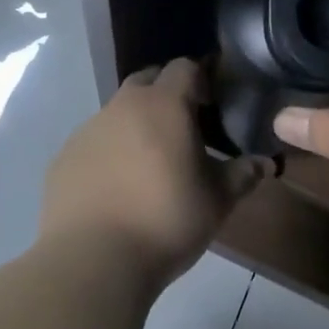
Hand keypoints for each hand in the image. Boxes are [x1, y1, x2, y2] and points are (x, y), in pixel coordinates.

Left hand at [41, 59, 269, 287]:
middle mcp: (122, 106)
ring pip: (117, 112)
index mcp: (163, 104)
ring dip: (134, 126)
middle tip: (183, 130)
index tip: (211, 106)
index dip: (200, 79)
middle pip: (147, 80)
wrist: (92, 261)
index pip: (184, 67)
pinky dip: (107, 153)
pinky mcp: (63, 158)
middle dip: (165, 95)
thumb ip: (242, 175)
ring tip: (148, 165)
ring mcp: (87, 130)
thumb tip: (265, 162)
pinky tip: (115, 189)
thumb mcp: (217, 201)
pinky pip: (92, 143)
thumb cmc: (165, 220)